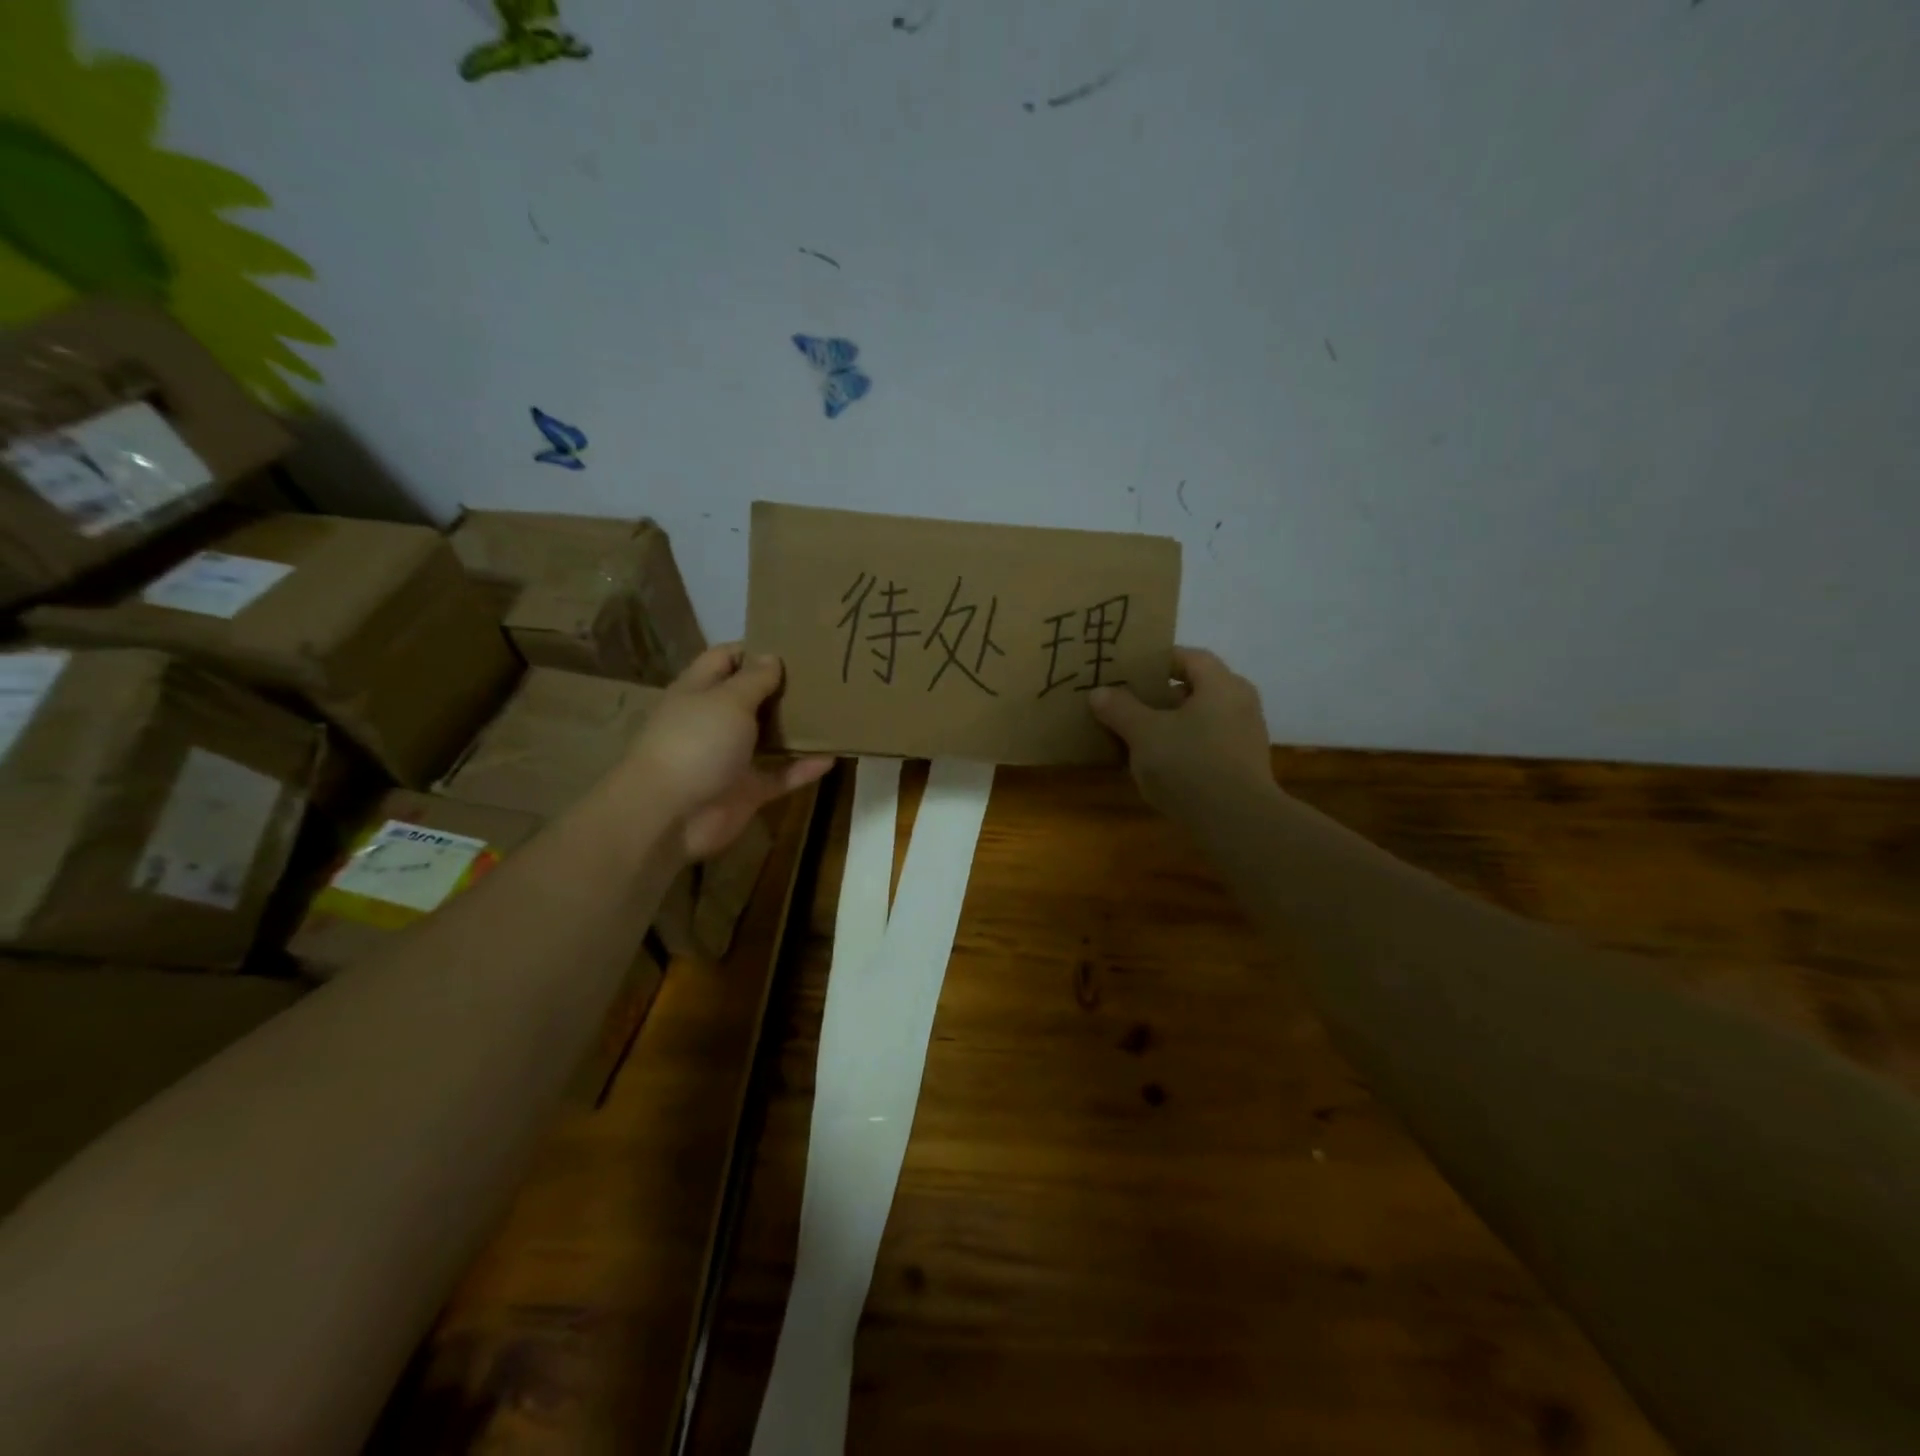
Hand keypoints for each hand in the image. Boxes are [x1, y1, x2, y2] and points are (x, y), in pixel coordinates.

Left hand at [616, 645, 832, 862]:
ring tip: (834, 712)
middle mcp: (715, 721)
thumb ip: (755, 679)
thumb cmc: (696, 743)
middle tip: (825, 676)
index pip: (726, 658)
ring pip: (769, 737)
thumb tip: (772, 656)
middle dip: (784, 688)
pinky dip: (804, 768)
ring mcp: (731, 757)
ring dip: (798, 728)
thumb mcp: (728, 701)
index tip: (794, 646)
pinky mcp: (747, 790)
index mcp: (700, 691)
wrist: (670, 816)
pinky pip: (781, 775)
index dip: (756, 649)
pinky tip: (833, 757)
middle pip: (752, 697)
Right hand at [1089, 647, 1276, 819]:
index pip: (1189, 657)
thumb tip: (1100, 692)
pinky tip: (1161, 766)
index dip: (1158, 661)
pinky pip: (1209, 745)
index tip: (1130, 672)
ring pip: (1203, 719)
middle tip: (1129, 704)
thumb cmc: (1189, 764)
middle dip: (1162, 696)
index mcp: (1221, 684)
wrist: (1236, 822)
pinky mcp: (1245, 767)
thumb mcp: (1144, 734)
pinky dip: (1185, 747)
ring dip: (1172, 724)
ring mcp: (1247, 736)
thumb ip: (1120, 709)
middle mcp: (1241, 703)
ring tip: (1139, 737)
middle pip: (1197, 688)